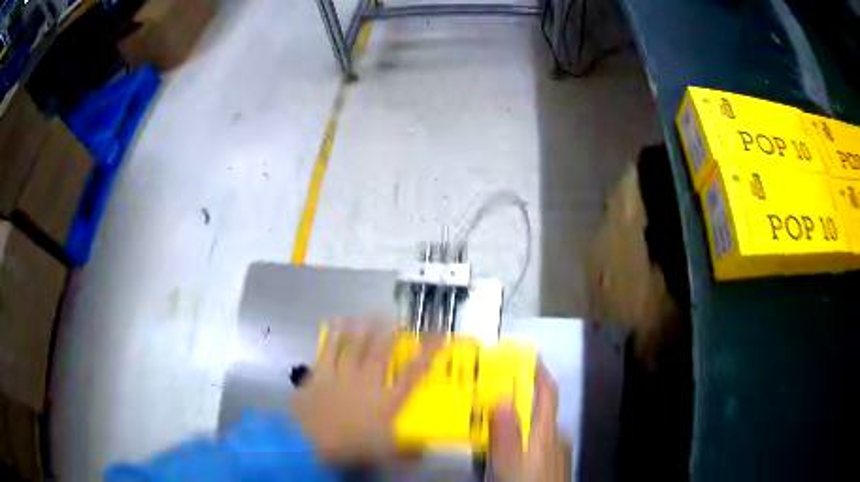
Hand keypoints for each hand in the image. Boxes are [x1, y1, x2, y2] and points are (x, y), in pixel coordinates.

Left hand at [290, 323, 438, 463]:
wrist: (309, 439)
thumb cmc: (349, 446)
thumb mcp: (384, 453)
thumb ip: (406, 452)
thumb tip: (425, 451)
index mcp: (387, 400)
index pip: (414, 373)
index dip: (428, 352)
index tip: (439, 335)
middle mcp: (367, 382)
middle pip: (382, 352)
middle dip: (391, 333)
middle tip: (398, 320)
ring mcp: (342, 375)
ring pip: (356, 345)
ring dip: (364, 328)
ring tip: (371, 315)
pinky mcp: (321, 374)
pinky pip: (330, 349)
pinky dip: (335, 335)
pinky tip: (338, 323)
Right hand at [489, 363, 569, 481]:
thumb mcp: (509, 463)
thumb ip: (506, 434)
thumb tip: (502, 397)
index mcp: (546, 431)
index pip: (547, 392)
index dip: (538, 371)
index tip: (524, 355)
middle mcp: (554, 436)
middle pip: (540, 409)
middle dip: (519, 395)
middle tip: (491, 392)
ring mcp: (556, 451)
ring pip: (536, 427)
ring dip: (518, 418)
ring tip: (492, 419)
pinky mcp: (552, 463)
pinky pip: (536, 441)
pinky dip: (522, 436)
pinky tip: (508, 448)